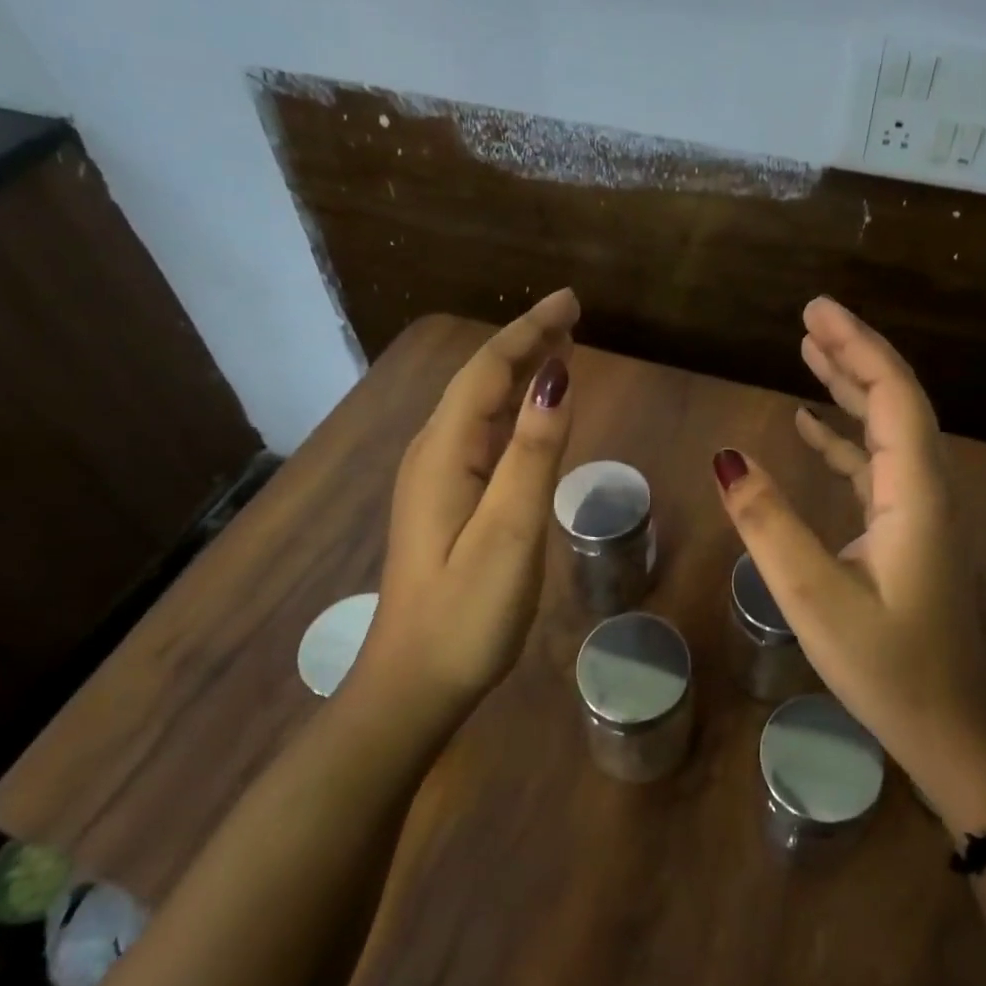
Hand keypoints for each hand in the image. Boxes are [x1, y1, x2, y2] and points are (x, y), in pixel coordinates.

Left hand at [364, 290, 579, 709]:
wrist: (413, 684)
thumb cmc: (466, 612)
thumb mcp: (509, 531)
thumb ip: (534, 454)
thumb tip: (557, 379)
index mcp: (445, 452)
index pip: (488, 371)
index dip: (530, 331)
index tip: (571, 301)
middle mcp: (434, 453)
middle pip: (481, 380)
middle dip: (526, 342)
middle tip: (572, 316)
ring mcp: (436, 479)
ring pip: (481, 406)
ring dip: (520, 372)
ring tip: (560, 348)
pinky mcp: (446, 502)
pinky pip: (483, 435)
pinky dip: (514, 410)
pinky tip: (533, 412)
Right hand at [711, 296, 985, 829]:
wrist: (951, 731)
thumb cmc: (889, 669)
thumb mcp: (816, 600)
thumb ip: (770, 526)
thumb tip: (727, 457)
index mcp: (915, 494)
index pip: (893, 396)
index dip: (857, 347)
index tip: (816, 310)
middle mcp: (925, 489)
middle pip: (896, 400)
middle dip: (854, 354)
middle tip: (809, 317)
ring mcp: (918, 510)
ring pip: (887, 429)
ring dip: (850, 388)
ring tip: (807, 352)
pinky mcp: (906, 531)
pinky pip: (876, 465)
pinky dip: (844, 437)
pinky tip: (809, 425)